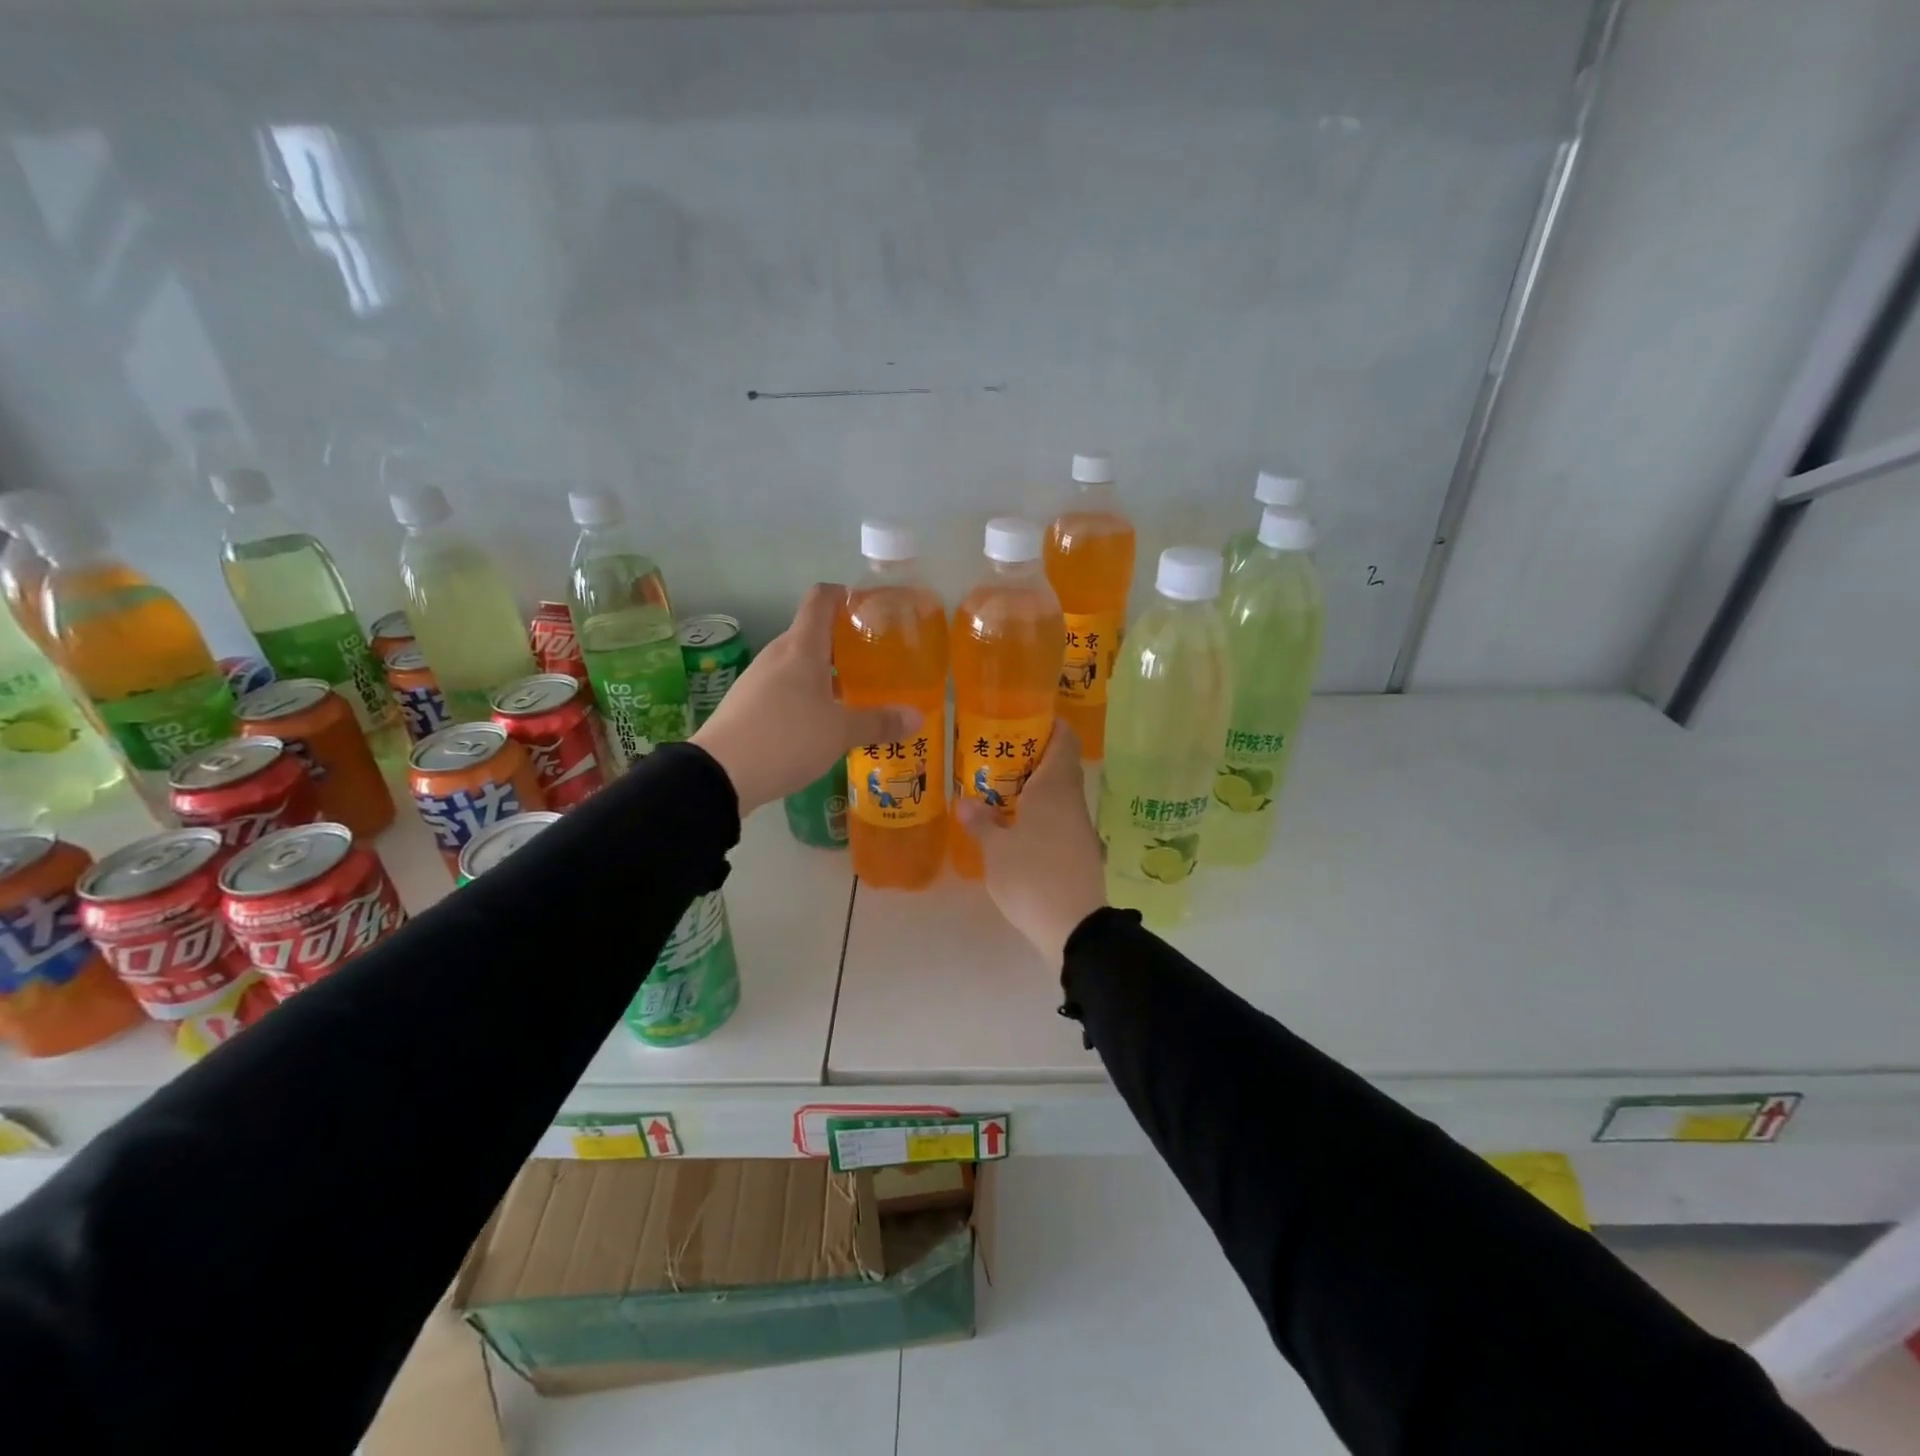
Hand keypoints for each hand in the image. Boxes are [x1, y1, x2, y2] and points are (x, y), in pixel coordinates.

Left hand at [693, 583, 919, 814]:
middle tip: (875, 661)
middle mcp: (778, 655)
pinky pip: (784, 688)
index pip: (821, 599)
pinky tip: (821, 722)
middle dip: (843, 644)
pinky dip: (806, 696)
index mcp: (802, 647)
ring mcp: (758, 679)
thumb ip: (879, 722)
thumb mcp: (840, 733)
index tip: (870, 607)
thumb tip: (918, 716)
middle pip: (812, 634)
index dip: (844, 595)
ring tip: (854, 695)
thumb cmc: (787, 738)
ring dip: (826, 674)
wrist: (720, 774)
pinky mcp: (747, 704)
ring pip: (798, 664)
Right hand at [955, 724, 1106, 965]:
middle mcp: (1073, 800)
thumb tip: (965, 801)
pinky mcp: (1082, 850)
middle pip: (1059, 764)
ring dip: (1034, 788)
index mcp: (1054, 787)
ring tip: (999, 790)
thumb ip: (981, 822)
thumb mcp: (996, 850)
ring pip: (1059, 793)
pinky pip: (1060, 817)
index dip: (1048, 724)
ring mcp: (1080, 826)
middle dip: (1031, 757)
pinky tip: (1017, 826)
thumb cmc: (1032, 877)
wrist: (1074, 928)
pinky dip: (1041, 813)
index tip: (1022, 720)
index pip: (1063, 739)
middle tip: (996, 757)